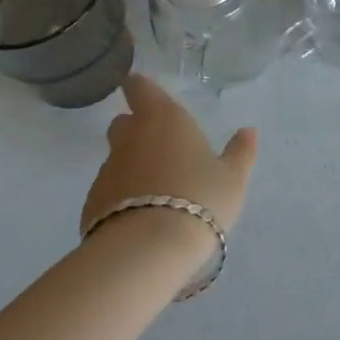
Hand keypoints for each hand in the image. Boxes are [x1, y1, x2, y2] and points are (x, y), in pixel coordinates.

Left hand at [80, 75, 258, 238]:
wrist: (146, 251)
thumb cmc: (199, 199)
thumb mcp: (232, 178)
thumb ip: (240, 152)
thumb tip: (248, 131)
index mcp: (164, 119)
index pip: (141, 88)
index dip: (140, 87)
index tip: (141, 88)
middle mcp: (130, 137)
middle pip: (124, 123)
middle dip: (137, 129)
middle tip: (161, 147)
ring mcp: (107, 171)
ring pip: (117, 159)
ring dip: (132, 167)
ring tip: (156, 192)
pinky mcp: (92, 205)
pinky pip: (109, 193)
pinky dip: (121, 198)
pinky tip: (140, 219)